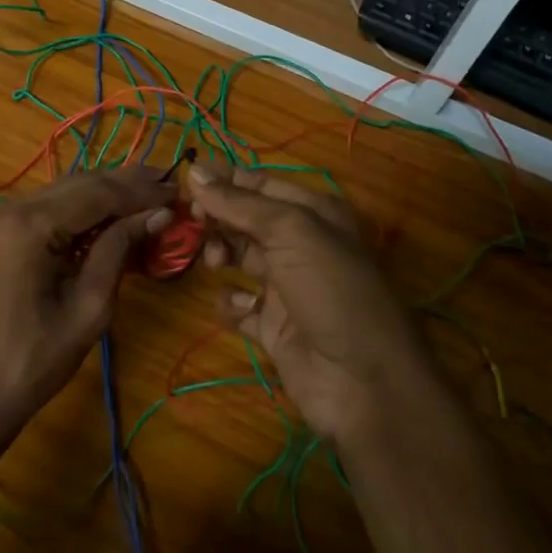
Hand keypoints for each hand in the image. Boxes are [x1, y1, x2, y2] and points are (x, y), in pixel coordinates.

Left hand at [0, 169, 174, 441]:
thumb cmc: (32, 363)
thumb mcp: (88, 310)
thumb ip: (119, 251)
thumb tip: (157, 214)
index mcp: (29, 225)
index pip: (97, 193)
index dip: (140, 191)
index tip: (177, 189)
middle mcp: (9, 207)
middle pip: (79, 183)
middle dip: (126, 184)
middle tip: (168, 183)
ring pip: (63, 190)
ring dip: (104, 192)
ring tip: (147, 191)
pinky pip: (45, 206)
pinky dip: (79, 207)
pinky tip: (108, 212)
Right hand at [192, 163, 432, 443]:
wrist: (364, 383)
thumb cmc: (331, 288)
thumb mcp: (290, 231)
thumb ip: (239, 202)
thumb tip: (196, 170)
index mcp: (313, 212)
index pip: (259, 184)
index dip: (224, 180)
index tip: (187, 181)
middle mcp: (300, 244)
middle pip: (246, 219)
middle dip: (218, 217)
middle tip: (193, 222)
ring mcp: (287, 287)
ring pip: (240, 257)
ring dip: (220, 254)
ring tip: (215, 263)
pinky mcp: (275, 327)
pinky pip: (241, 306)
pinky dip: (231, 304)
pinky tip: (236, 307)